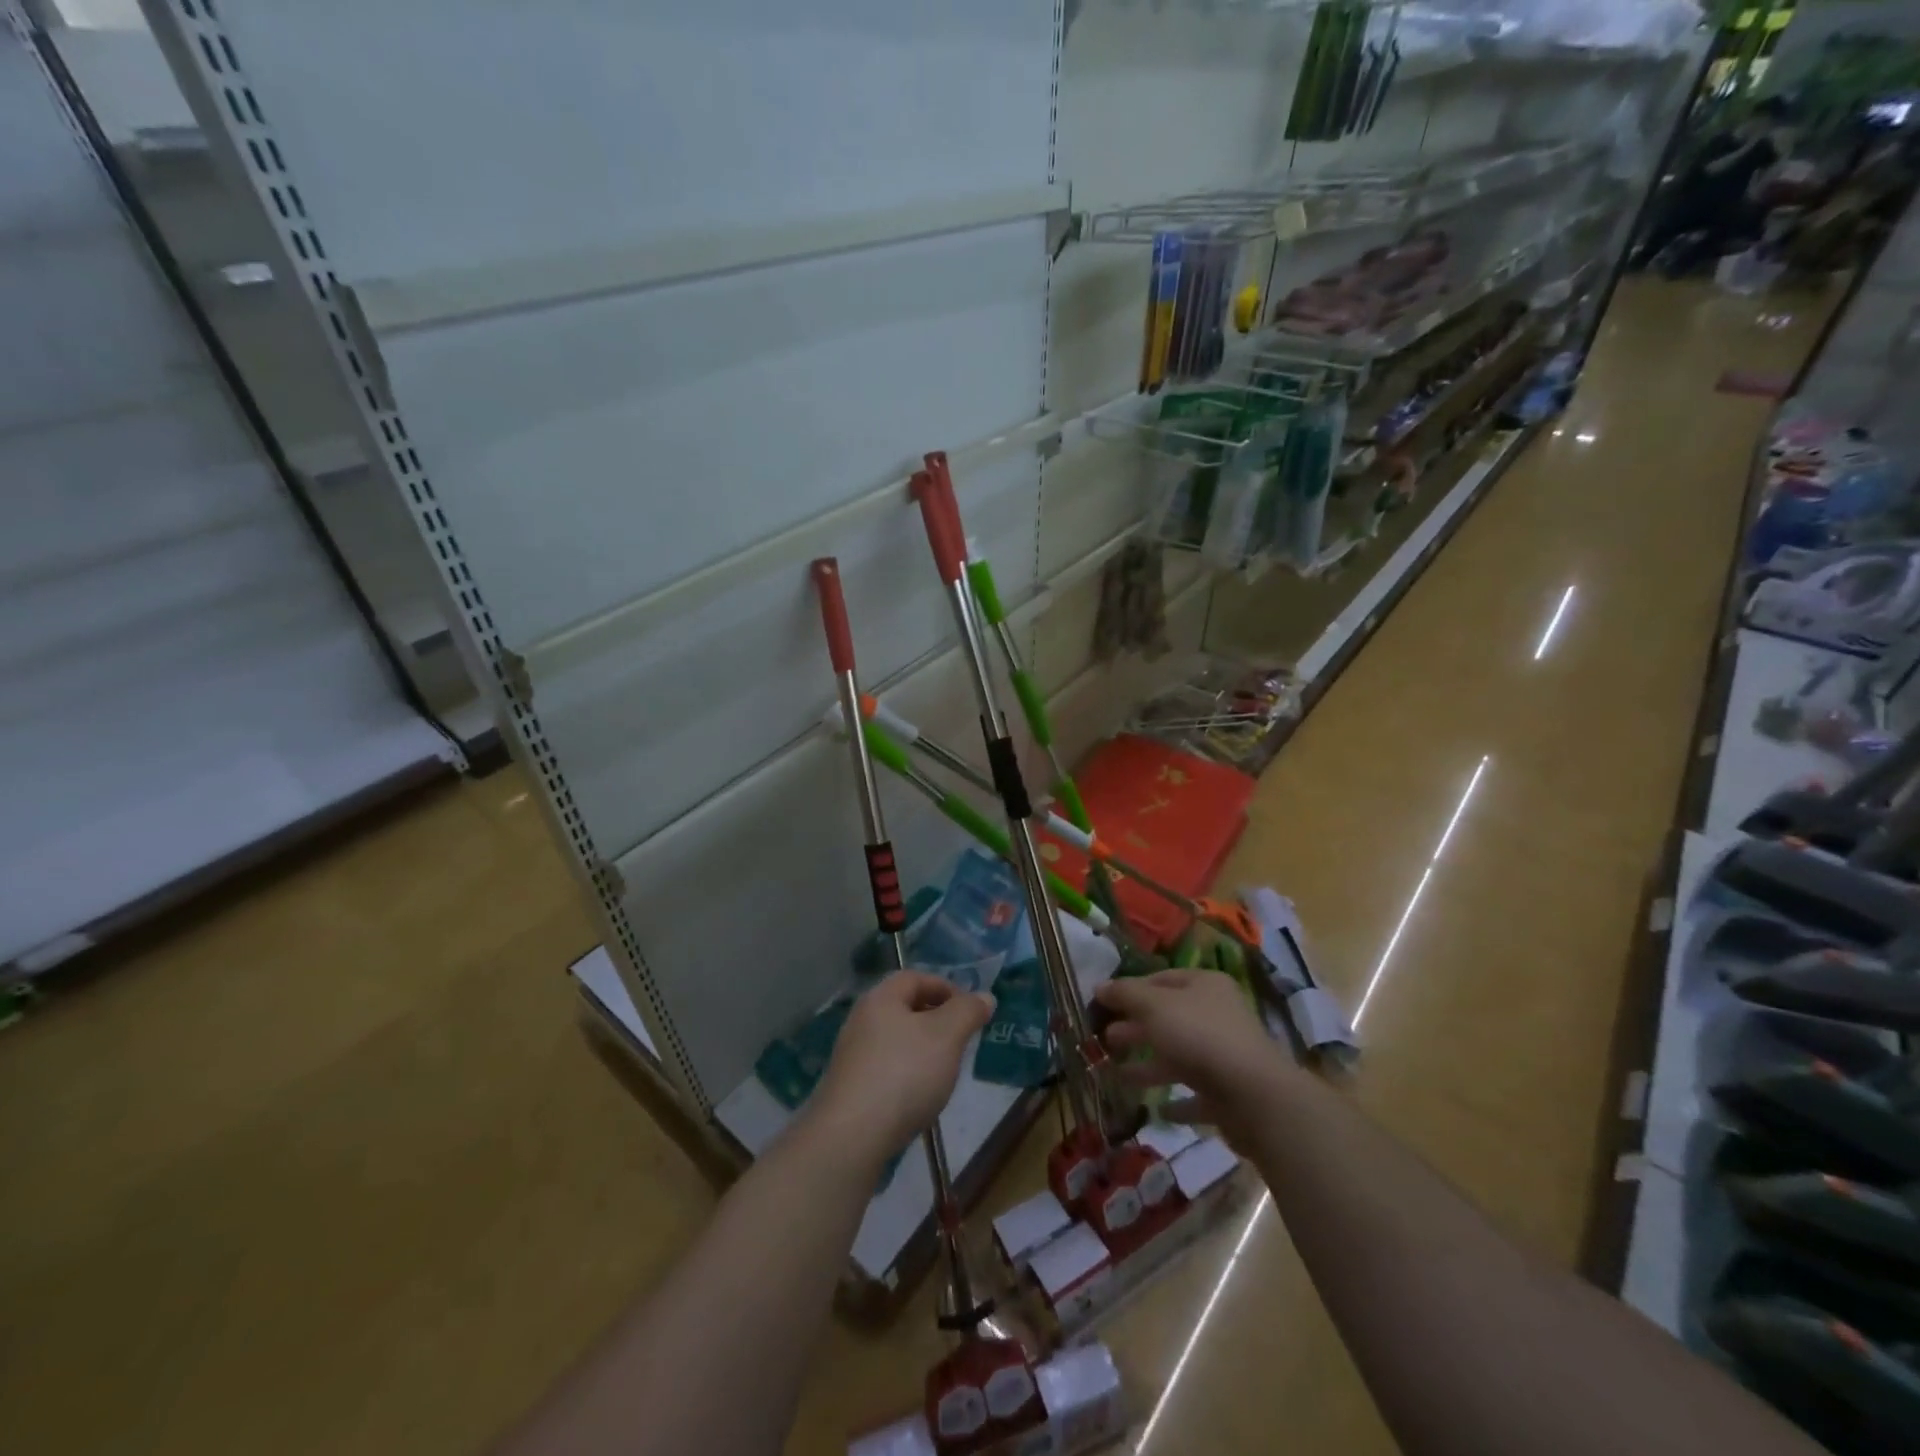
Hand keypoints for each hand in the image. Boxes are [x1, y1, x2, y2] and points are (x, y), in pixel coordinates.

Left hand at [805, 973, 994, 1167]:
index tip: (970, 1010)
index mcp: (881, 998)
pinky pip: (885, 1070)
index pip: (915, 978)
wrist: (851, 1137)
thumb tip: (985, 997)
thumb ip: (967, 1012)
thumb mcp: (947, 1036)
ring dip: (922, 1049)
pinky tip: (919, 1098)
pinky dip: (906, 1074)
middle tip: (961, 1040)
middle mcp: (861, 1020)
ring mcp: (851, 1057)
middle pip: (903, 1008)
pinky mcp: (849, 1089)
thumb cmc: (904, 1073)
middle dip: (936, 1019)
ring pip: (895, 1041)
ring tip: (944, 1071)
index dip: (945, 987)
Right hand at [1095, 970, 1289, 1144]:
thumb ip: (1125, 995)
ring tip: (1117, 1074)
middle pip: (1168, 1018)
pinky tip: (1157, 1110)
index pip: (1160, 979)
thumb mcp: (1153, 1006)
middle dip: (1135, 1028)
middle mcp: (1217, 1015)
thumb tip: (1099, 987)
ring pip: (1178, 1056)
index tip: (1102, 1004)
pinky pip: (1196, 1094)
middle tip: (1104, 1039)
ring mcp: (1225, 1055)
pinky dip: (1177, 1100)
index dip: (1130, 990)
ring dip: (1148, 1065)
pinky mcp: (1228, 1093)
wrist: (1254, 1096)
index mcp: (1204, 985)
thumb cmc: (1199, 1036)